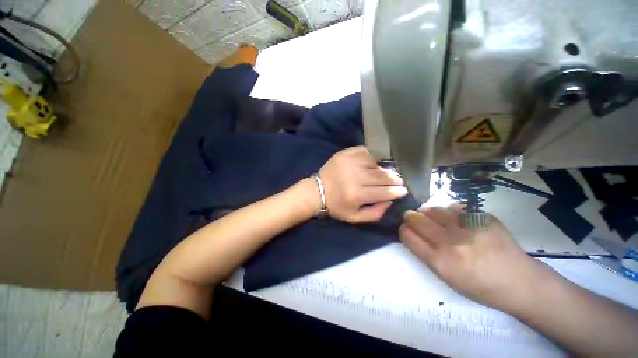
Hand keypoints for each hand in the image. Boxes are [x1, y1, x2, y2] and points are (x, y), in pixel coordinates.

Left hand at [318, 146, 407, 222]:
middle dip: (394, 178)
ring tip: (386, 172)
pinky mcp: (344, 154)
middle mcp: (354, 177)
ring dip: (383, 168)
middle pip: (381, 176)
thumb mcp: (354, 217)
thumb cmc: (336, 206)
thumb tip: (390, 201)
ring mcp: (349, 162)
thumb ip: (375, 213)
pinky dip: (372, 157)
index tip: (404, 190)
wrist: (317, 191)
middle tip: (399, 180)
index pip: (383, 192)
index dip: (396, 191)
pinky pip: (364, 151)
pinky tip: (374, 162)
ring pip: (375, 162)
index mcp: (356, 195)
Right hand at [400, 206, 547, 312]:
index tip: (405, 228)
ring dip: (427, 212)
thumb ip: (426, 253)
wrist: (520, 282)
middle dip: (410, 217)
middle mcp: (450, 242)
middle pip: (416, 219)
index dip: (403, 229)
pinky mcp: (482, 218)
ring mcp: (467, 228)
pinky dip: (449, 212)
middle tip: (412, 217)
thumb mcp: (447, 278)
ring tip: (432, 217)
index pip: (407, 235)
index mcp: (439, 261)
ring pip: (433, 210)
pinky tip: (454, 218)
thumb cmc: (480, 286)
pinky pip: (454, 208)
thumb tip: (412, 232)